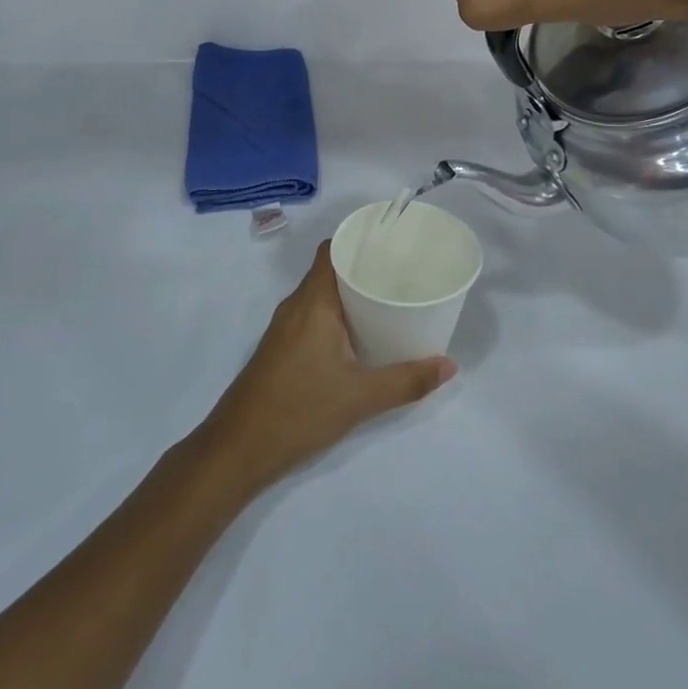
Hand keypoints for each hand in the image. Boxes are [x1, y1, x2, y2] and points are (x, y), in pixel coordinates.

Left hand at [197, 241, 454, 496]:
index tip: (390, 242)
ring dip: (349, 294)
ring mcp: (284, 328)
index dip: (357, 240)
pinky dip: (335, 315)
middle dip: (362, 267)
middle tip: (401, 273)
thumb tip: (449, 365)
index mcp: (313, 302)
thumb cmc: (299, 410)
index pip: (331, 250)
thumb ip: (406, 381)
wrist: (238, 448)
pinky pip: (312, 316)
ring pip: (320, 295)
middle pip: (329, 270)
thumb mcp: (360, 397)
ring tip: (386, 300)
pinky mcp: (280, 348)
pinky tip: (358, 335)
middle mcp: (295, 306)